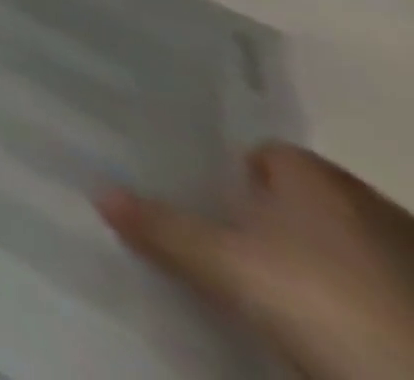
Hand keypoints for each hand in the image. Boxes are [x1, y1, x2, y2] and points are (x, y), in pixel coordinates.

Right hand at [99, 146, 413, 379]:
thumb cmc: (325, 299)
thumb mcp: (228, 267)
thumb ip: (162, 227)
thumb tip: (97, 190)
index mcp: (315, 176)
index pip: (262, 153)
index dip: (227, 172)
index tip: (197, 197)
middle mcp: (368, 203)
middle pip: (300, 201)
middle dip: (265, 220)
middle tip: (217, 241)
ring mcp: (413, 260)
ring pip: (341, 249)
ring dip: (310, 265)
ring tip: (266, 291)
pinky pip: (375, 291)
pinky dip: (348, 301)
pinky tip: (323, 325)